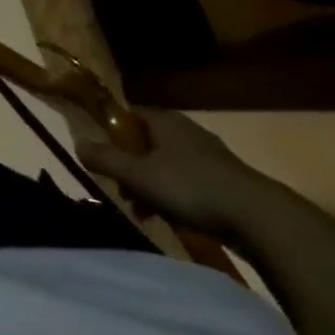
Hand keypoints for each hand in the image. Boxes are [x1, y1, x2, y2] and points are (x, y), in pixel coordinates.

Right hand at [77, 107, 279, 235]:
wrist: (256, 216)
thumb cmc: (189, 187)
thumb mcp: (138, 175)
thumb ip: (105, 160)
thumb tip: (78, 144)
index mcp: (164, 121)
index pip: (129, 115)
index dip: (112, 133)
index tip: (104, 158)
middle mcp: (186, 130)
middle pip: (146, 143)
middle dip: (131, 168)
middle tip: (124, 193)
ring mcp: (209, 155)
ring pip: (167, 165)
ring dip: (151, 186)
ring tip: (146, 213)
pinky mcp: (225, 180)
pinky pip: (188, 182)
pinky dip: (175, 196)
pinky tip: (174, 219)